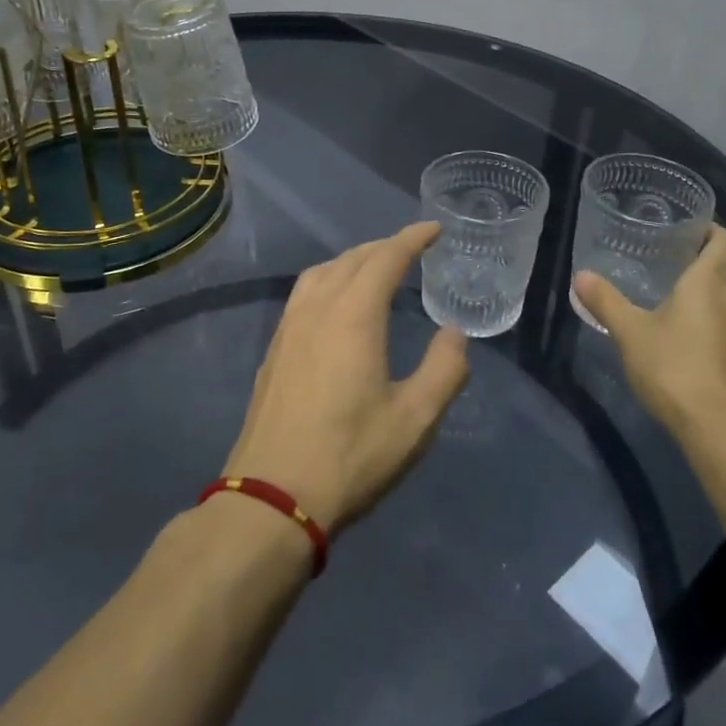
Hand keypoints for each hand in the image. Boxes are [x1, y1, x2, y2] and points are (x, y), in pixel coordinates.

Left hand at [223, 223, 470, 534]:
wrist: (272, 496)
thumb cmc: (351, 456)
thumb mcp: (415, 419)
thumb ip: (444, 369)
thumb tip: (453, 332)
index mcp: (353, 315)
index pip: (386, 258)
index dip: (412, 239)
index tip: (433, 229)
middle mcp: (317, 308)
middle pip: (352, 259)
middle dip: (384, 247)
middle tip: (411, 249)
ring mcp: (289, 328)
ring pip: (321, 273)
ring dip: (352, 261)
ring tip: (374, 270)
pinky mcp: (274, 350)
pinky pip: (304, 294)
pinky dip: (329, 281)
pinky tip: (336, 306)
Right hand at [572, 224, 725, 441]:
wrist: (721, 428)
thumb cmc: (675, 367)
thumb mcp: (630, 332)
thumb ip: (606, 301)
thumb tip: (581, 275)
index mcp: (711, 281)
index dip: (712, 229)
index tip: (687, 229)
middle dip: (708, 258)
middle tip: (673, 259)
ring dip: (714, 289)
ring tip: (678, 293)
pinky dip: (717, 317)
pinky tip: (689, 333)